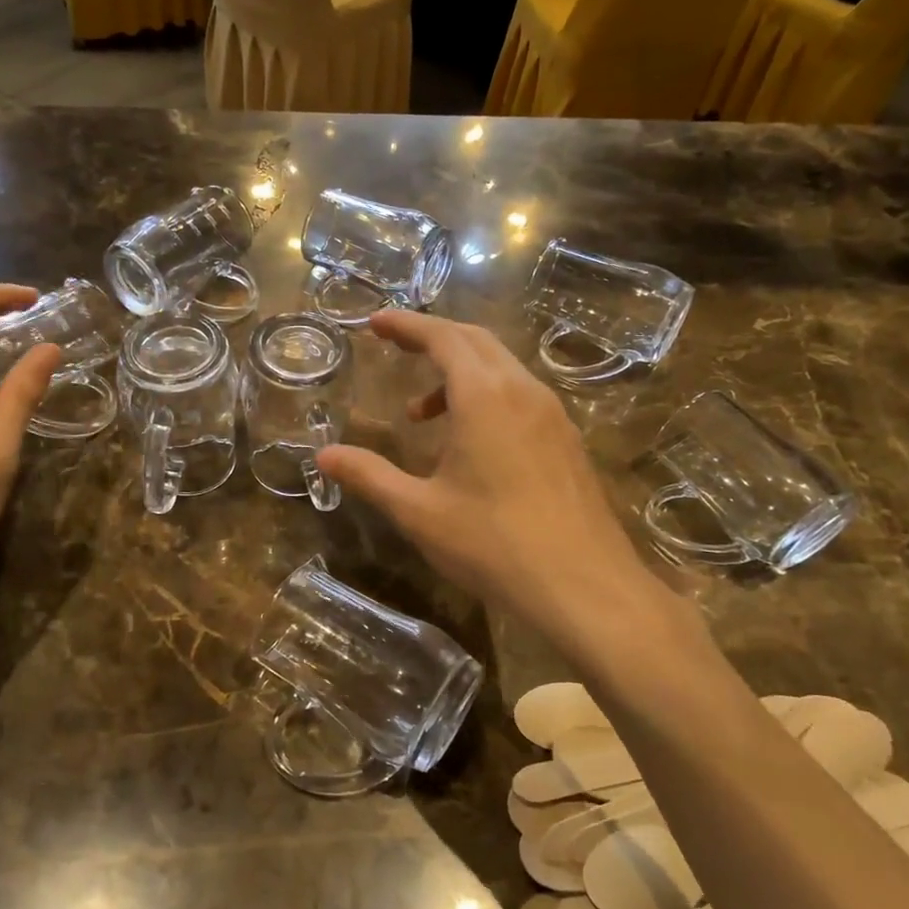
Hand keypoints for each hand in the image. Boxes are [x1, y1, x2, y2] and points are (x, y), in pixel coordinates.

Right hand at [316, 311, 661, 637]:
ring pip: (501, 369)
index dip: (407, 325)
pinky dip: (486, 397)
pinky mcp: (567, 441)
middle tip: (396, 347)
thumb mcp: (419, 511)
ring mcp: (552, 415)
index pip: (443, 337)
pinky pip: (521, 396)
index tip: (376, 322)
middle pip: (476, 341)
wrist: (584, 586)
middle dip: (433, 338)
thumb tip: (324, 457)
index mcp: (484, 395)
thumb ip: (369, 476)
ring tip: (422, 416)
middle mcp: (523, 391)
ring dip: (459, 374)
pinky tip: (471, 444)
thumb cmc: (493, 544)